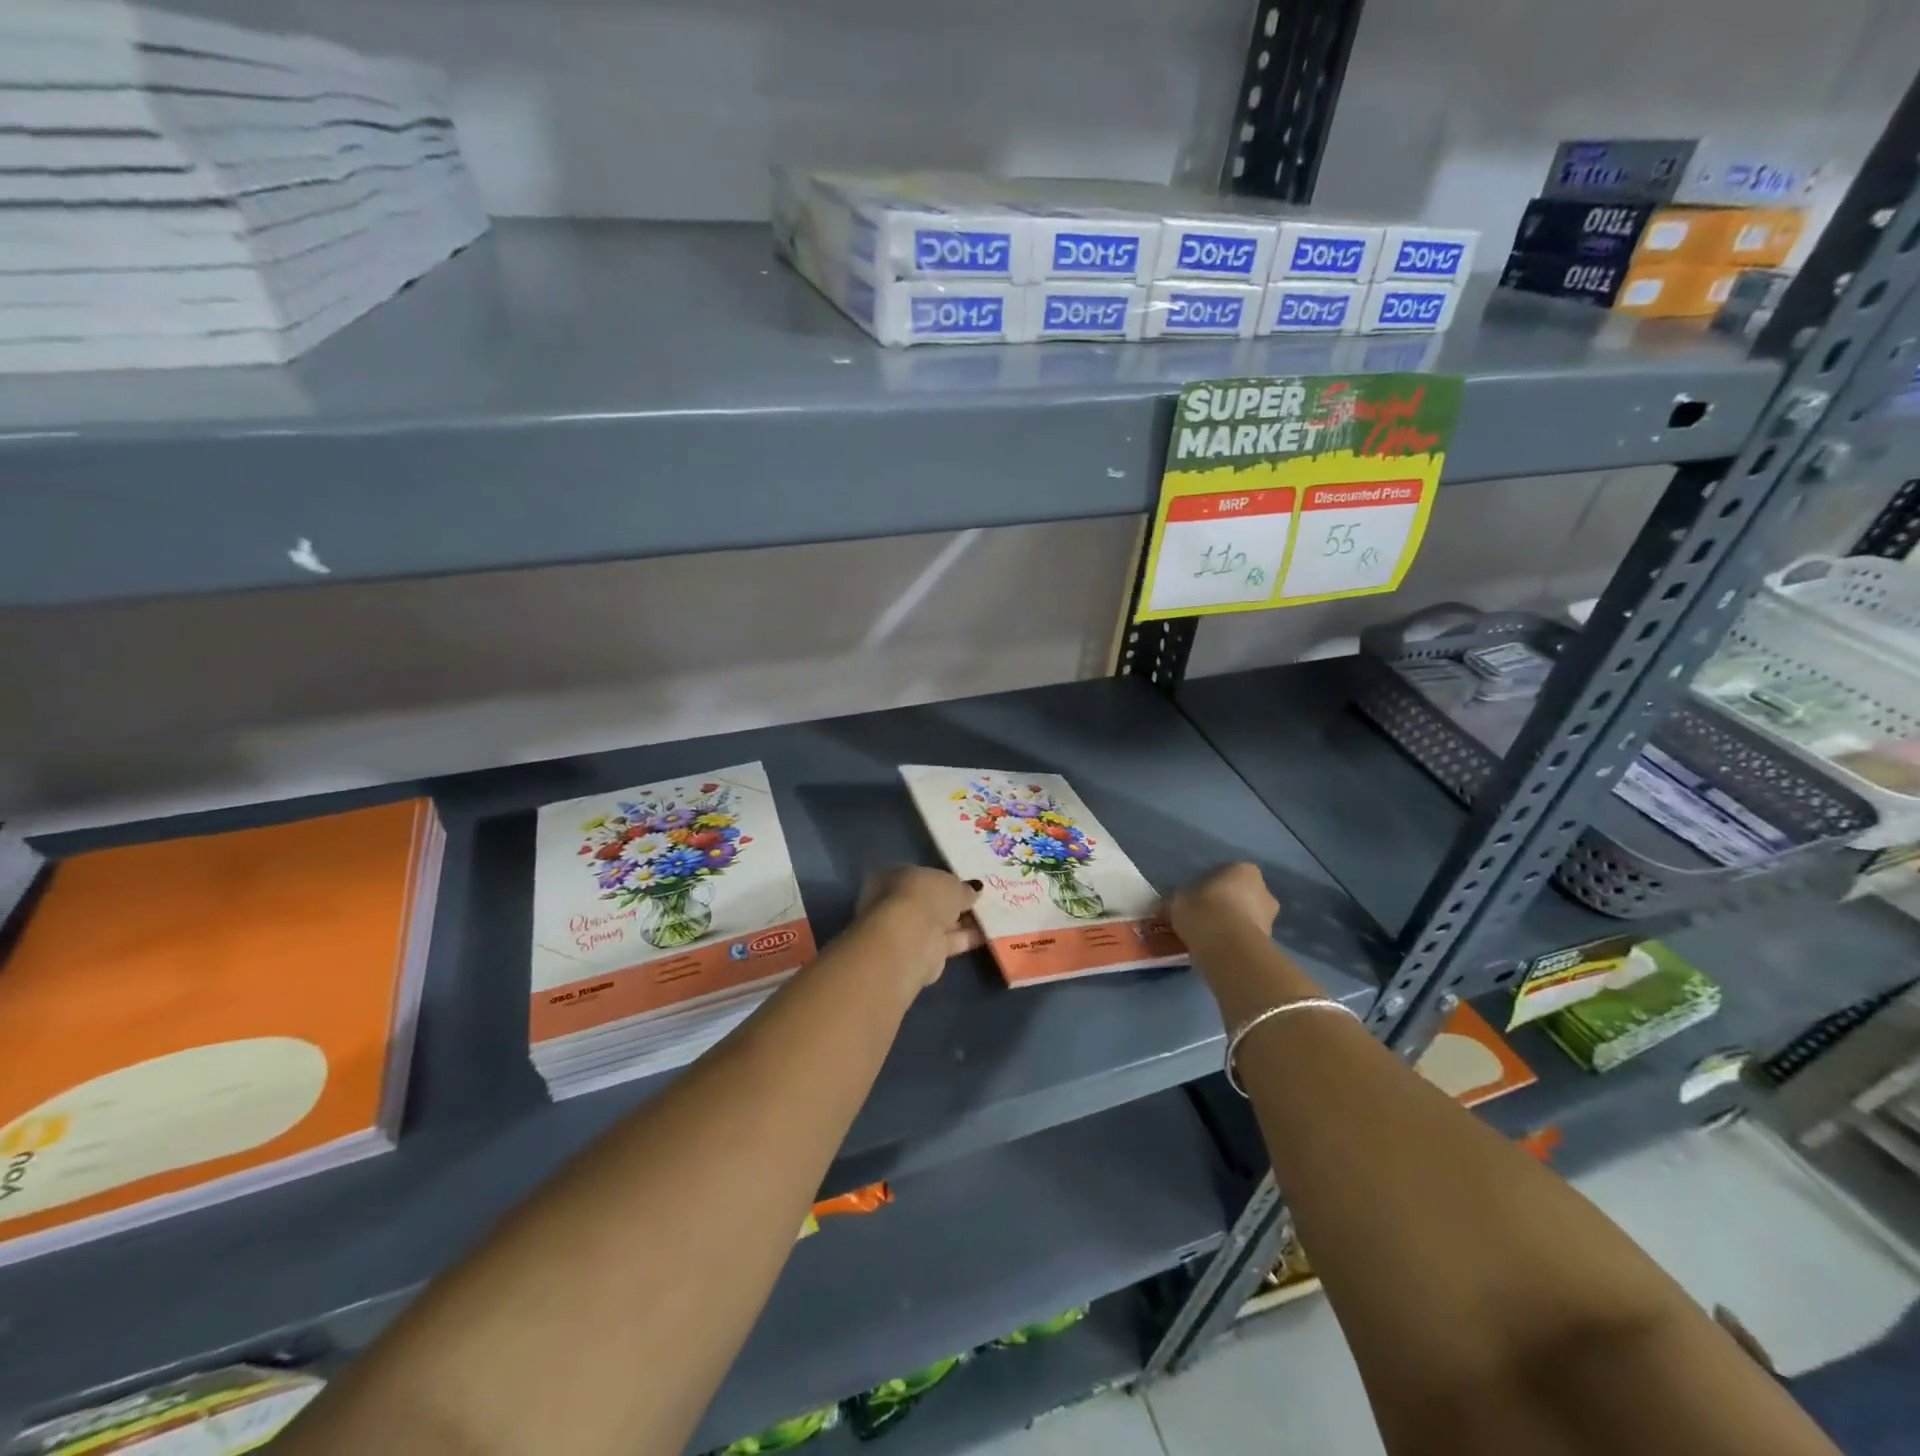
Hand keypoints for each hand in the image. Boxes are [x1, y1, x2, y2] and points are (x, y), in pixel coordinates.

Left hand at [856, 866, 982, 987]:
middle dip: (956, 902)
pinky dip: (967, 938)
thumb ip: (963, 888)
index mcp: (898, 878)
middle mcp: (901, 903)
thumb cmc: (925, 898)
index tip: (968, 883)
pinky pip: (950, 941)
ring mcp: (912, 930)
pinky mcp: (925, 954)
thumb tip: (974, 889)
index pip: (925, 877)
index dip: (946, 880)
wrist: (911, 941)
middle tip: (983, 899)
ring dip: (964, 921)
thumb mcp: (951, 884)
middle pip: (933, 901)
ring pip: (942, 923)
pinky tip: (988, 932)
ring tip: (991, 915)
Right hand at [1168, 863, 1279, 942]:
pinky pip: (1246, 940)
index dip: (1211, 887)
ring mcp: (1270, 919)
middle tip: (1203, 920)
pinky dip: (1234, 944)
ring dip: (1231, 927)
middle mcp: (1264, 891)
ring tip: (1208, 940)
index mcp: (1245, 871)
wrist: (1226, 947)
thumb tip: (1165, 909)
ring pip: (1247, 920)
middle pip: (1242, 897)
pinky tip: (1215, 952)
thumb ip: (1176, 903)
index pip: (1228, 875)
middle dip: (1227, 908)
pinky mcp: (1268, 945)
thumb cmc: (1203, 910)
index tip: (1197, 900)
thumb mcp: (1178, 901)